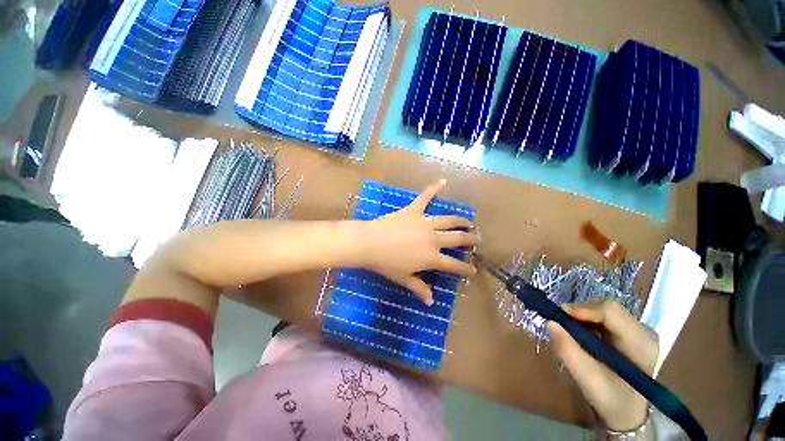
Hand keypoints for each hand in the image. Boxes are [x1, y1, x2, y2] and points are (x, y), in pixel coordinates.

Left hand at [359, 180, 478, 304]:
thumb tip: (430, 302)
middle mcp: (433, 238)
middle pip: (457, 239)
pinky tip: (443, 181)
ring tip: (469, 221)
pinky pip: (425, 197)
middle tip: (477, 239)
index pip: (454, 265)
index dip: (465, 268)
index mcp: (431, 257)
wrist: (370, 243)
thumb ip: (419, 288)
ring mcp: (425, 222)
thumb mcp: (403, 278)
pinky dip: (434, 188)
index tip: (473, 270)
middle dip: (470, 239)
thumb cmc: (386, 263)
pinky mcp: (414, 210)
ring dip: (461, 221)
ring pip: (448, 220)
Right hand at [548, 300, 658, 430]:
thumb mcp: (588, 380)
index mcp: (641, 343)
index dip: (583, 309)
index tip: (559, 316)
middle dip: (580, 312)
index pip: (611, 311)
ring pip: (603, 309)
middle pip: (607, 307)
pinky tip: (580, 333)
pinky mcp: (629, 331)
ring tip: (569, 330)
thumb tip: (550, 323)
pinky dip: (586, 320)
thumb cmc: (611, 399)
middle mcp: (643, 331)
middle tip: (560, 324)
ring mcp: (638, 330)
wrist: (627, 412)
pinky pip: (603, 316)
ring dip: (582, 316)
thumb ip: (569, 351)